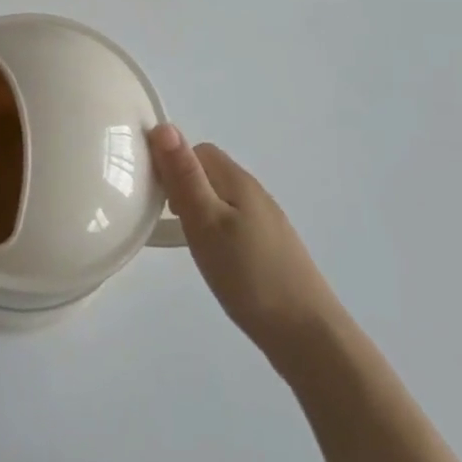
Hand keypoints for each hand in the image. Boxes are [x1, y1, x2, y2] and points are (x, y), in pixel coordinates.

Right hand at [146, 124, 345, 370]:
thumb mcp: (206, 223)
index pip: (198, 151)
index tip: (154, 194)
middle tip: (167, 220)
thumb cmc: (249, 275)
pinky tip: (215, 260)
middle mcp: (254, 193)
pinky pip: (234, 224)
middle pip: (210, 173)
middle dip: (183, 186)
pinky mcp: (271, 248)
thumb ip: (185, 176)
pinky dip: (216, 231)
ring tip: (186, 241)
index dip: (172, 163)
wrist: (307, 334)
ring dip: (199, 210)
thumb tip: (164, 126)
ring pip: (222, 200)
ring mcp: (266, 222)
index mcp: (238, 181)